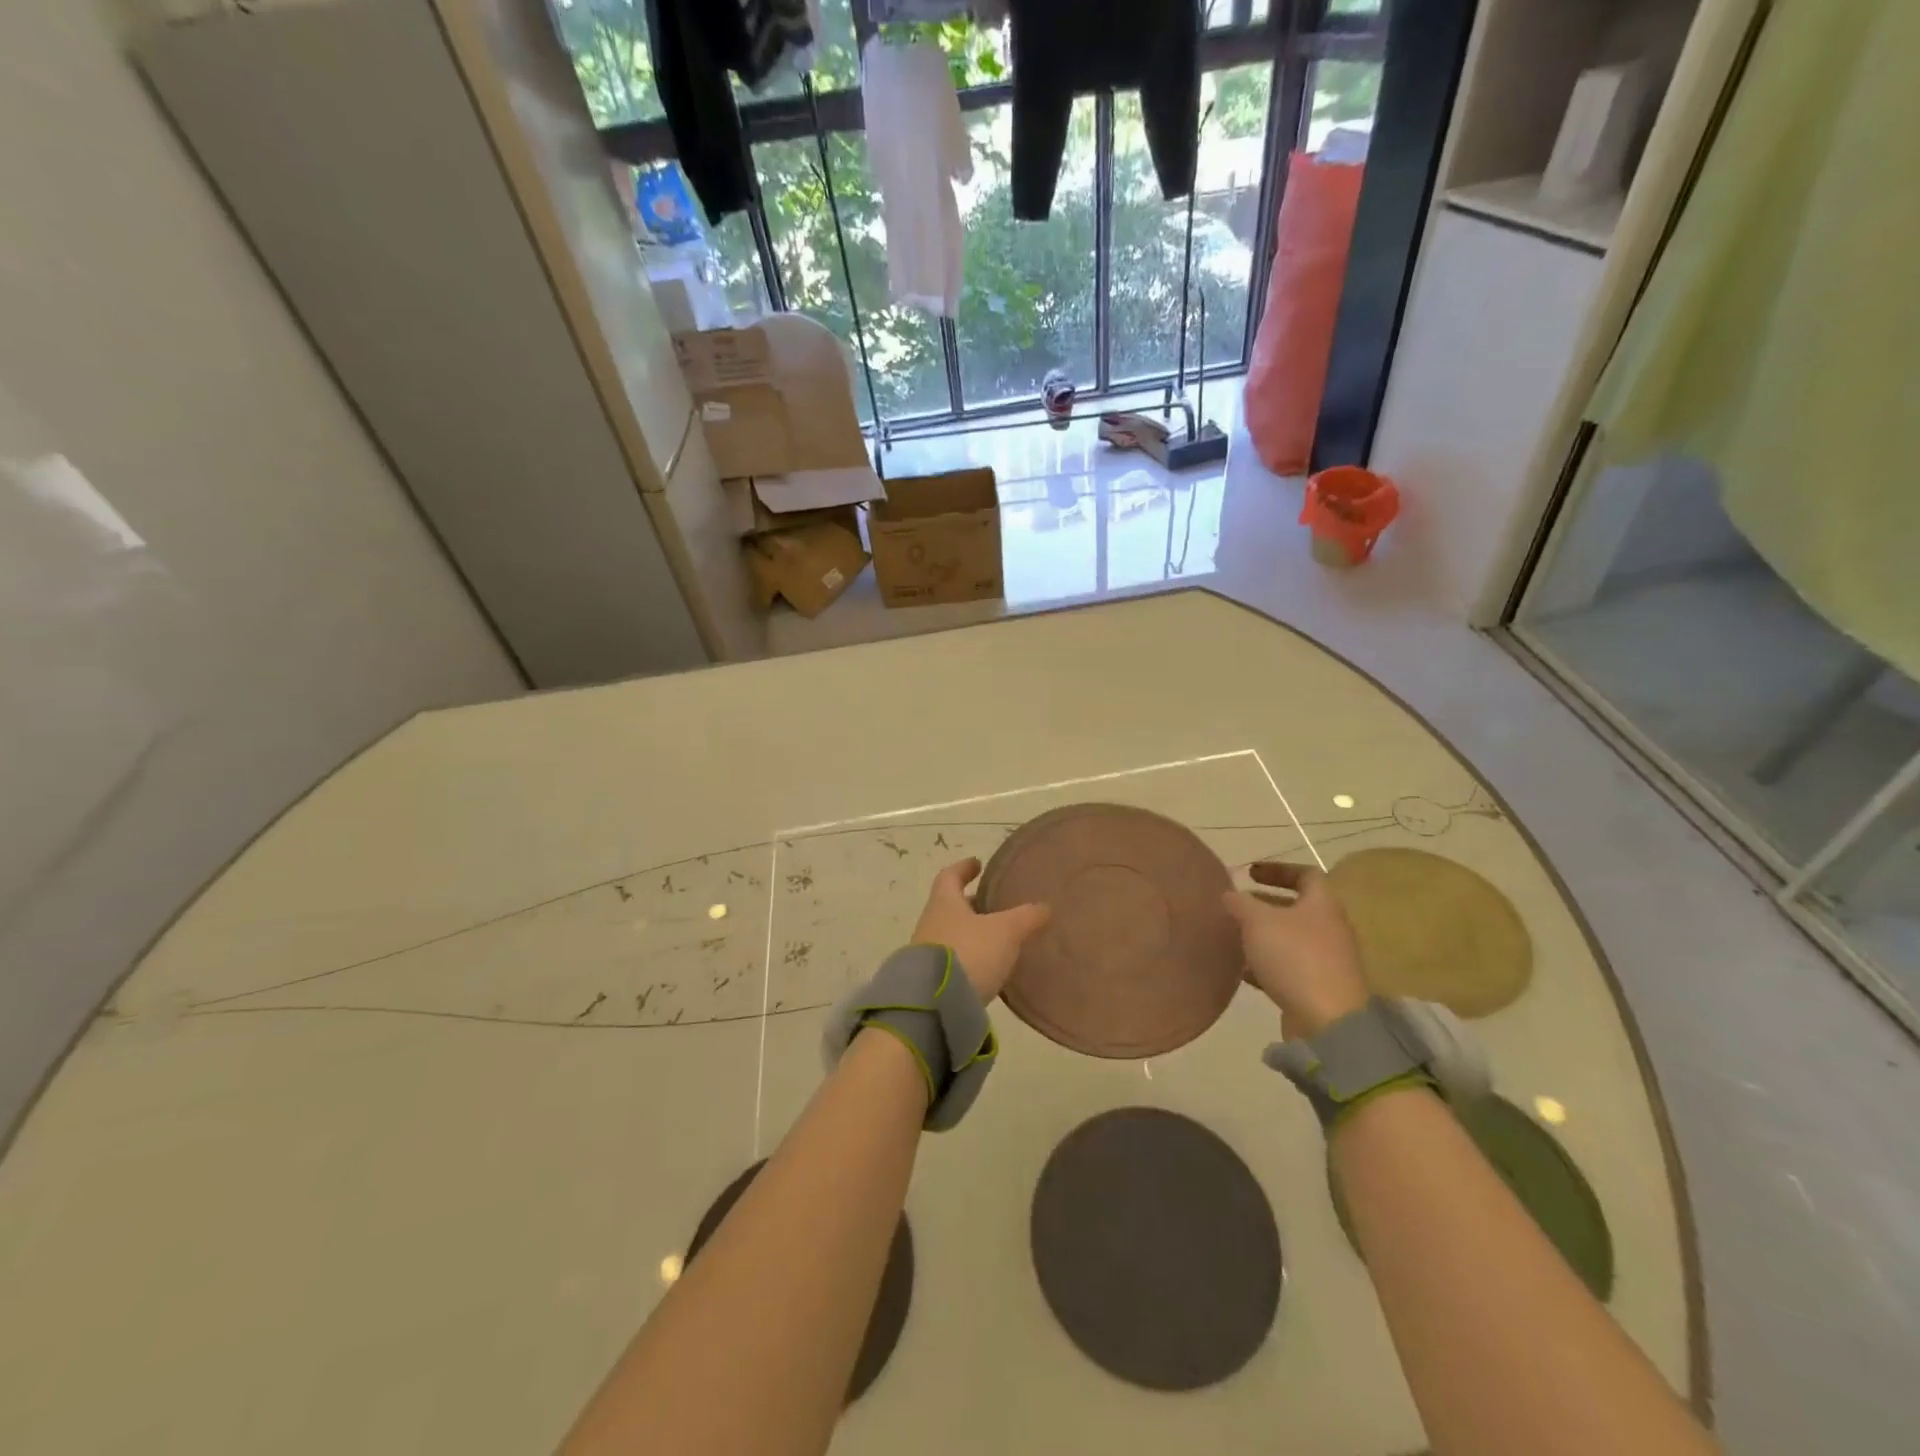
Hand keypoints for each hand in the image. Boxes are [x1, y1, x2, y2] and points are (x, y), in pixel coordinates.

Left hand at [911, 858, 1050, 1002]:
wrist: (934, 1005)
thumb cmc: (969, 952)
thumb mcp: (1005, 932)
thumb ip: (1026, 917)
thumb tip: (1044, 907)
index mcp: (944, 903)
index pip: (950, 876)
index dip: (964, 868)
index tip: (977, 863)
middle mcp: (931, 923)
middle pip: (950, 907)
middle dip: (971, 905)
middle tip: (994, 906)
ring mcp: (927, 953)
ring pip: (952, 934)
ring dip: (971, 934)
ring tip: (997, 940)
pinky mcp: (932, 981)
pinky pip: (953, 962)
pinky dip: (970, 959)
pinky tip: (988, 969)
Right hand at [1223, 861, 1370, 1038]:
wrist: (1328, 1022)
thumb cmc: (1295, 958)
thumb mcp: (1258, 921)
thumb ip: (1241, 903)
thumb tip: (1230, 894)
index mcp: (1322, 904)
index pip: (1306, 874)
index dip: (1278, 869)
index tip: (1250, 873)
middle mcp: (1330, 928)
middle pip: (1298, 907)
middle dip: (1266, 904)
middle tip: (1238, 905)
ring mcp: (1327, 960)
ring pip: (1291, 938)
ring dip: (1264, 935)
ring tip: (1234, 936)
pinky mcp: (1318, 988)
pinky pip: (1289, 967)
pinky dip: (1266, 964)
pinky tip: (1243, 970)